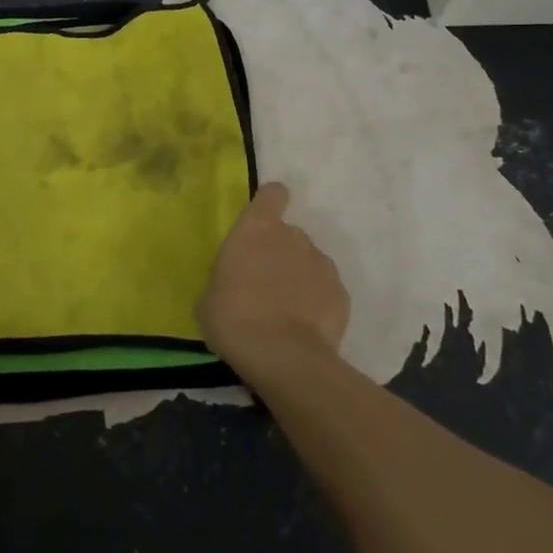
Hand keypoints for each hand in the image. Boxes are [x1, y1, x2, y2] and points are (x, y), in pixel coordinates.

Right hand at [197, 182, 349, 385]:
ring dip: (300, 277)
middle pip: (289, 234)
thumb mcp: (210, 296)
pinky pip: (326, 290)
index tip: (263, 221)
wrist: (283, 358)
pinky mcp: (342, 294)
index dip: (269, 203)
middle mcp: (293, 236)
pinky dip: (318, 303)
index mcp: (257, 228)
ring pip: (309, 262)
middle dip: (280, 253)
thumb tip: (234, 283)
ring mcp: (322, 264)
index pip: (272, 194)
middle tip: (265, 285)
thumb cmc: (234, 318)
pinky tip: (305, 328)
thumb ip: (226, 277)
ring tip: (287, 311)